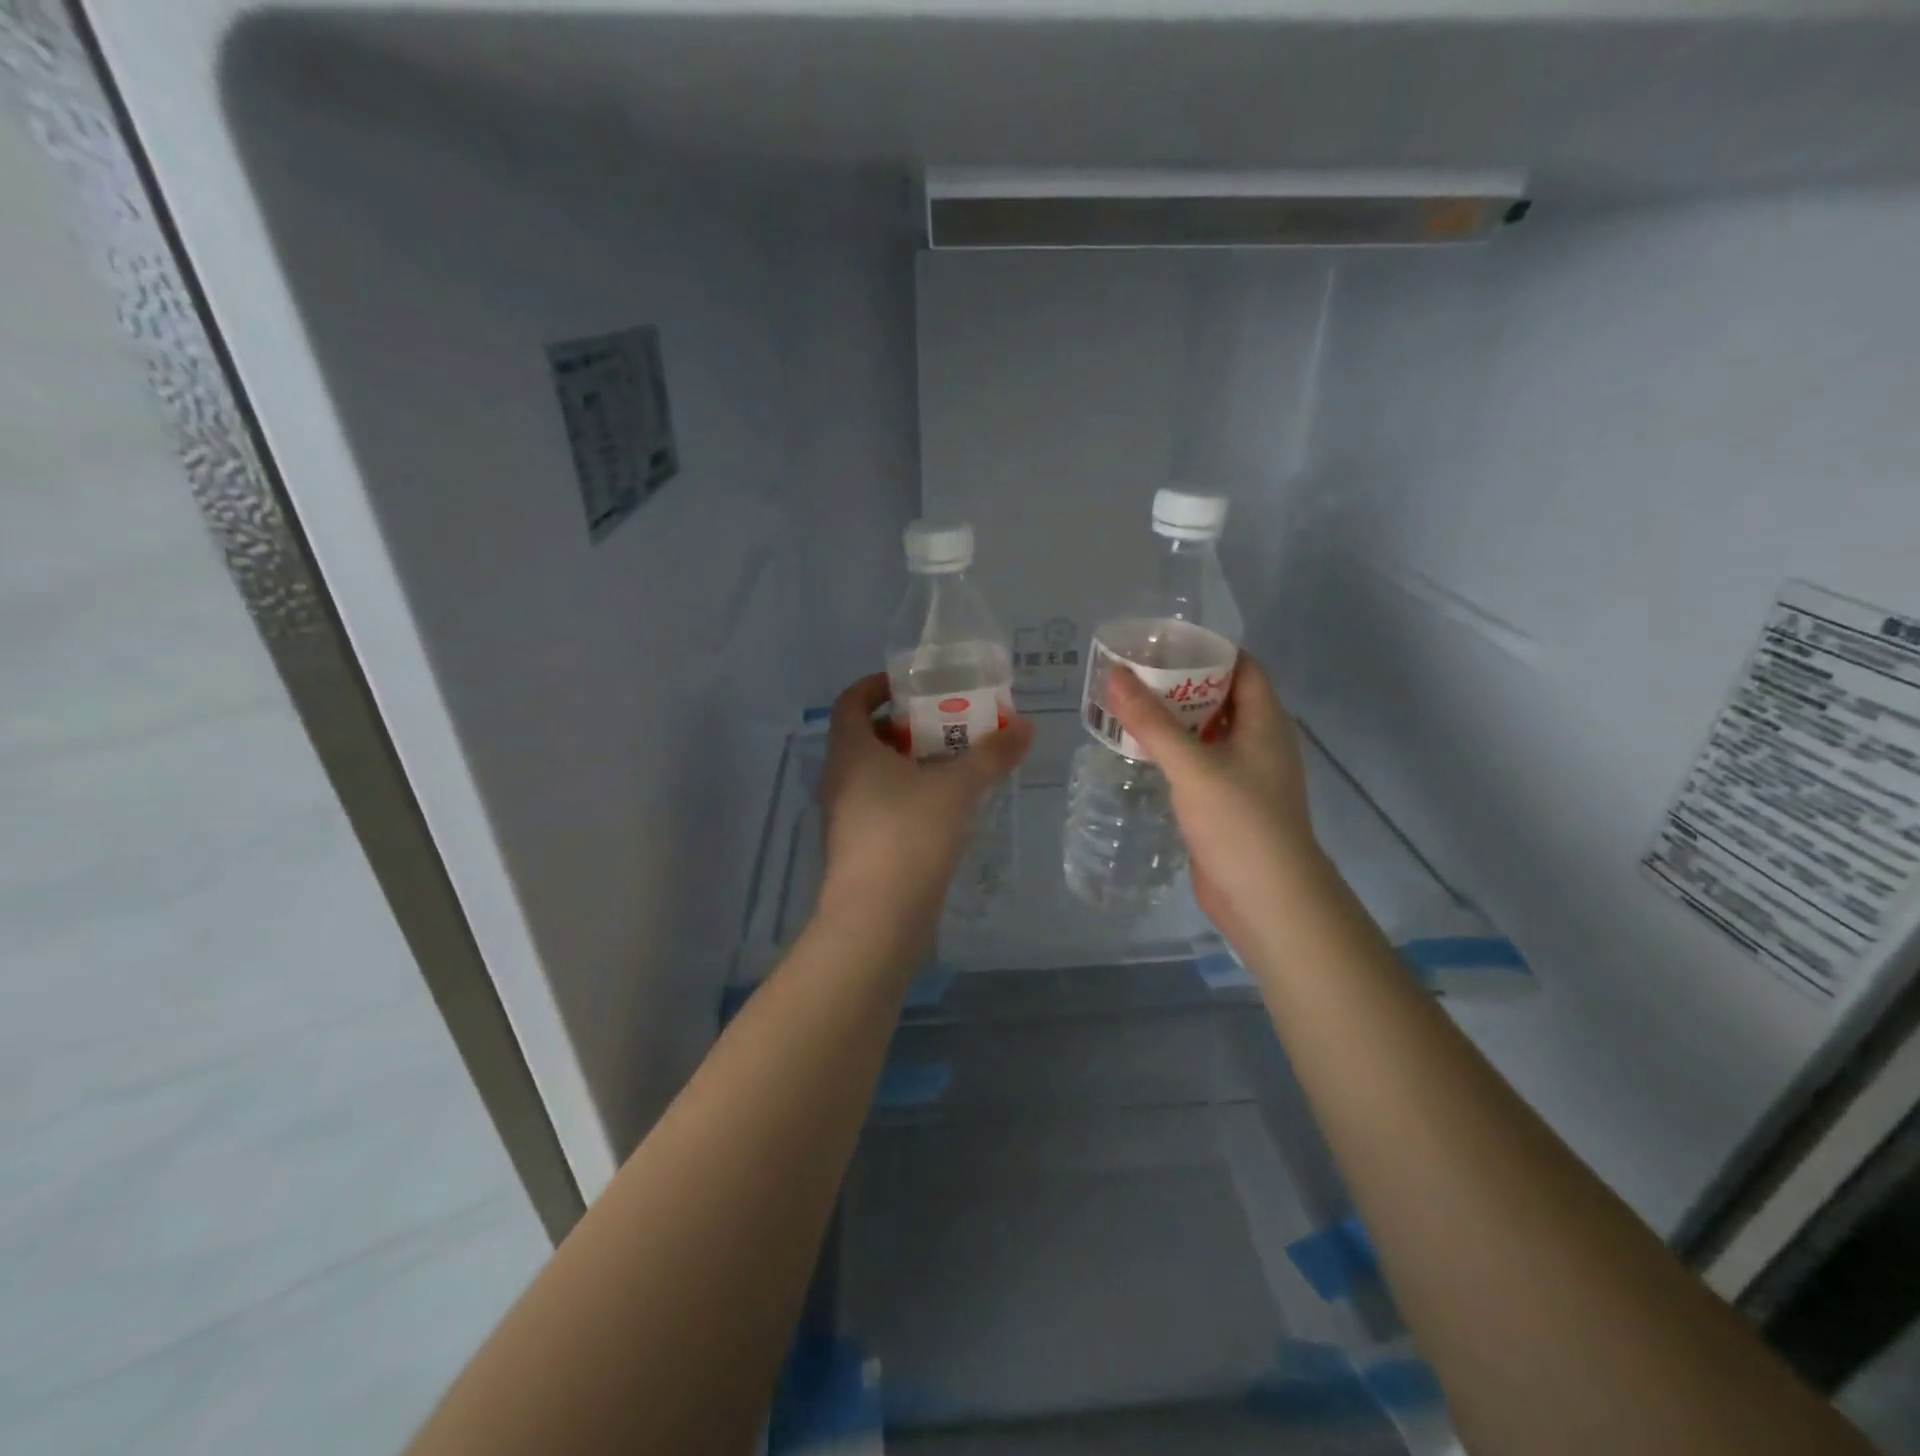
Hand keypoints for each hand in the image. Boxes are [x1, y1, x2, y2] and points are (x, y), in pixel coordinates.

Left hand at [815, 674, 1032, 947]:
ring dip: (909, 765)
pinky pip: (881, 807)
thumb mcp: (957, 788)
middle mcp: (839, 779)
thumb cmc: (909, 835)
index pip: (851, 701)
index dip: (877, 686)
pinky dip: (908, 797)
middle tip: (947, 724)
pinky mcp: (858, 849)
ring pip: (875, 776)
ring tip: (953, 764)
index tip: (912, 685)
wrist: (877, 919)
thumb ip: (991, 755)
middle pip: (866, 738)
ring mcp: (845, 817)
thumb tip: (1026, 727)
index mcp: (851, 752)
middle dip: (905, 727)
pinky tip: (944, 809)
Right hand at [1107, 652, 1322, 948]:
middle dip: (1181, 685)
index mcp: (1265, 722)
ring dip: (1174, 721)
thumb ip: (1152, 720)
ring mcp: (1244, 777)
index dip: (1208, 651)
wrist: (1267, 900)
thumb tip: (1115, 674)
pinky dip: (1174, 754)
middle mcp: (1258, 743)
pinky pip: (1199, 766)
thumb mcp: (1192, 765)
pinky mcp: (1226, 806)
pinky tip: (1140, 753)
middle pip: (1221, 699)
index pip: (1243, 667)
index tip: (1164, 643)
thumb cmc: (1239, 822)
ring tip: (1128, 706)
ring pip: (1207, 735)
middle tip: (1134, 674)